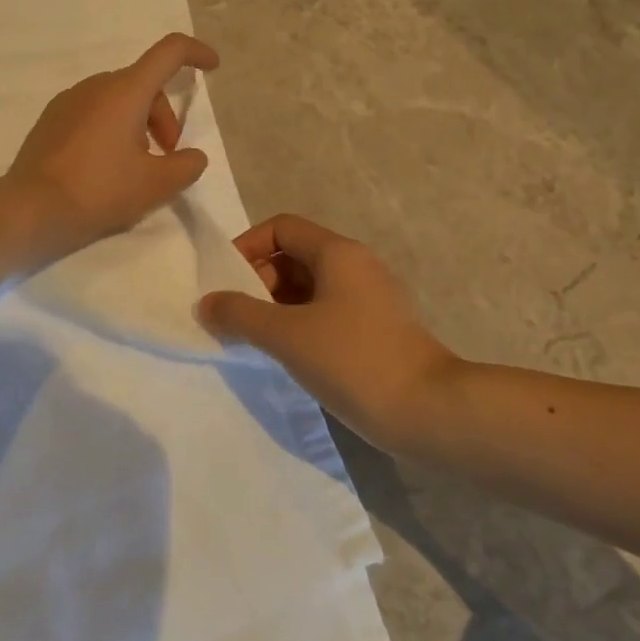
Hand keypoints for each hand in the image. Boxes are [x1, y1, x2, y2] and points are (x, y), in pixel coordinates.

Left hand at [4, 33, 218, 258]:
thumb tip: (192, 157)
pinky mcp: (50, 119)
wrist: (31, 208)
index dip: (196, 53)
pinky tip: (105, 166)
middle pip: (144, 84)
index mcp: (125, 90)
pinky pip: (92, 112)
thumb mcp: (156, 184)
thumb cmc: (99, 190)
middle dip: (164, 116)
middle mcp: (96, 85)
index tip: (212, 67)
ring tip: (136, 166)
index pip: (169, 52)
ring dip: (137, 123)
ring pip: (117, 99)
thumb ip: (186, 166)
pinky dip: (110, 128)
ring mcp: (68, 100)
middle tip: (167, 155)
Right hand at [199, 214, 463, 456]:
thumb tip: (207, 303)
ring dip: (277, 306)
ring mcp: (371, 299)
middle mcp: (356, 266)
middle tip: (239, 317)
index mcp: (338, 253)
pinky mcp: (378, 330)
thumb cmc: (354, 361)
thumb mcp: (286, 335)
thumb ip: (239, 314)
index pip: (281, 228)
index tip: (225, 282)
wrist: (432, 413)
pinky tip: (289, 356)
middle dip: (259, 281)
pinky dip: (300, 324)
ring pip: (310, 287)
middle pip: (294, 256)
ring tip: (257, 340)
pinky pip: (327, 312)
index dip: (247, 247)